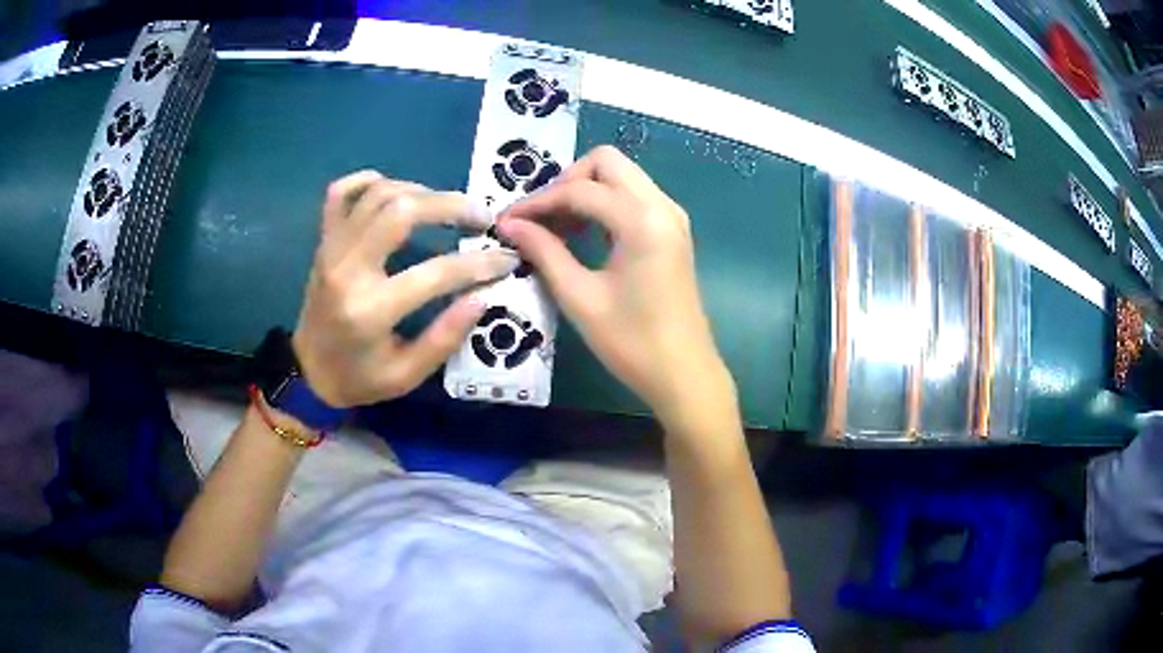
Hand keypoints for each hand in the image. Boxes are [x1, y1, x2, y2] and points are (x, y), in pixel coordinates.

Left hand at [292, 171, 519, 407]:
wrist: (307, 372)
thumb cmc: (358, 379)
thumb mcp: (405, 376)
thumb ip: (444, 338)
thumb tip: (482, 296)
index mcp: (370, 310)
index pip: (435, 273)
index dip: (479, 264)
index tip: (506, 260)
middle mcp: (348, 269)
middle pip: (401, 211)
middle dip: (450, 205)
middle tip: (480, 217)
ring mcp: (331, 249)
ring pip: (377, 194)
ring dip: (419, 191)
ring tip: (446, 206)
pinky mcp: (323, 241)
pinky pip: (340, 193)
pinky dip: (368, 181)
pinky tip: (395, 189)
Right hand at [497, 146, 734, 424]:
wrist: (684, 374)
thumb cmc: (632, 343)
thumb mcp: (580, 297)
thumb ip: (544, 252)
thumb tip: (510, 225)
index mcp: (642, 220)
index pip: (579, 190)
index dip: (538, 202)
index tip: (507, 221)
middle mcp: (662, 206)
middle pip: (606, 162)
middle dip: (566, 182)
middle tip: (540, 219)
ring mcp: (672, 216)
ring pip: (621, 176)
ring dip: (585, 191)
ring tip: (555, 228)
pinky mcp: (672, 231)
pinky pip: (633, 196)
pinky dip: (604, 204)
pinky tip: (583, 234)